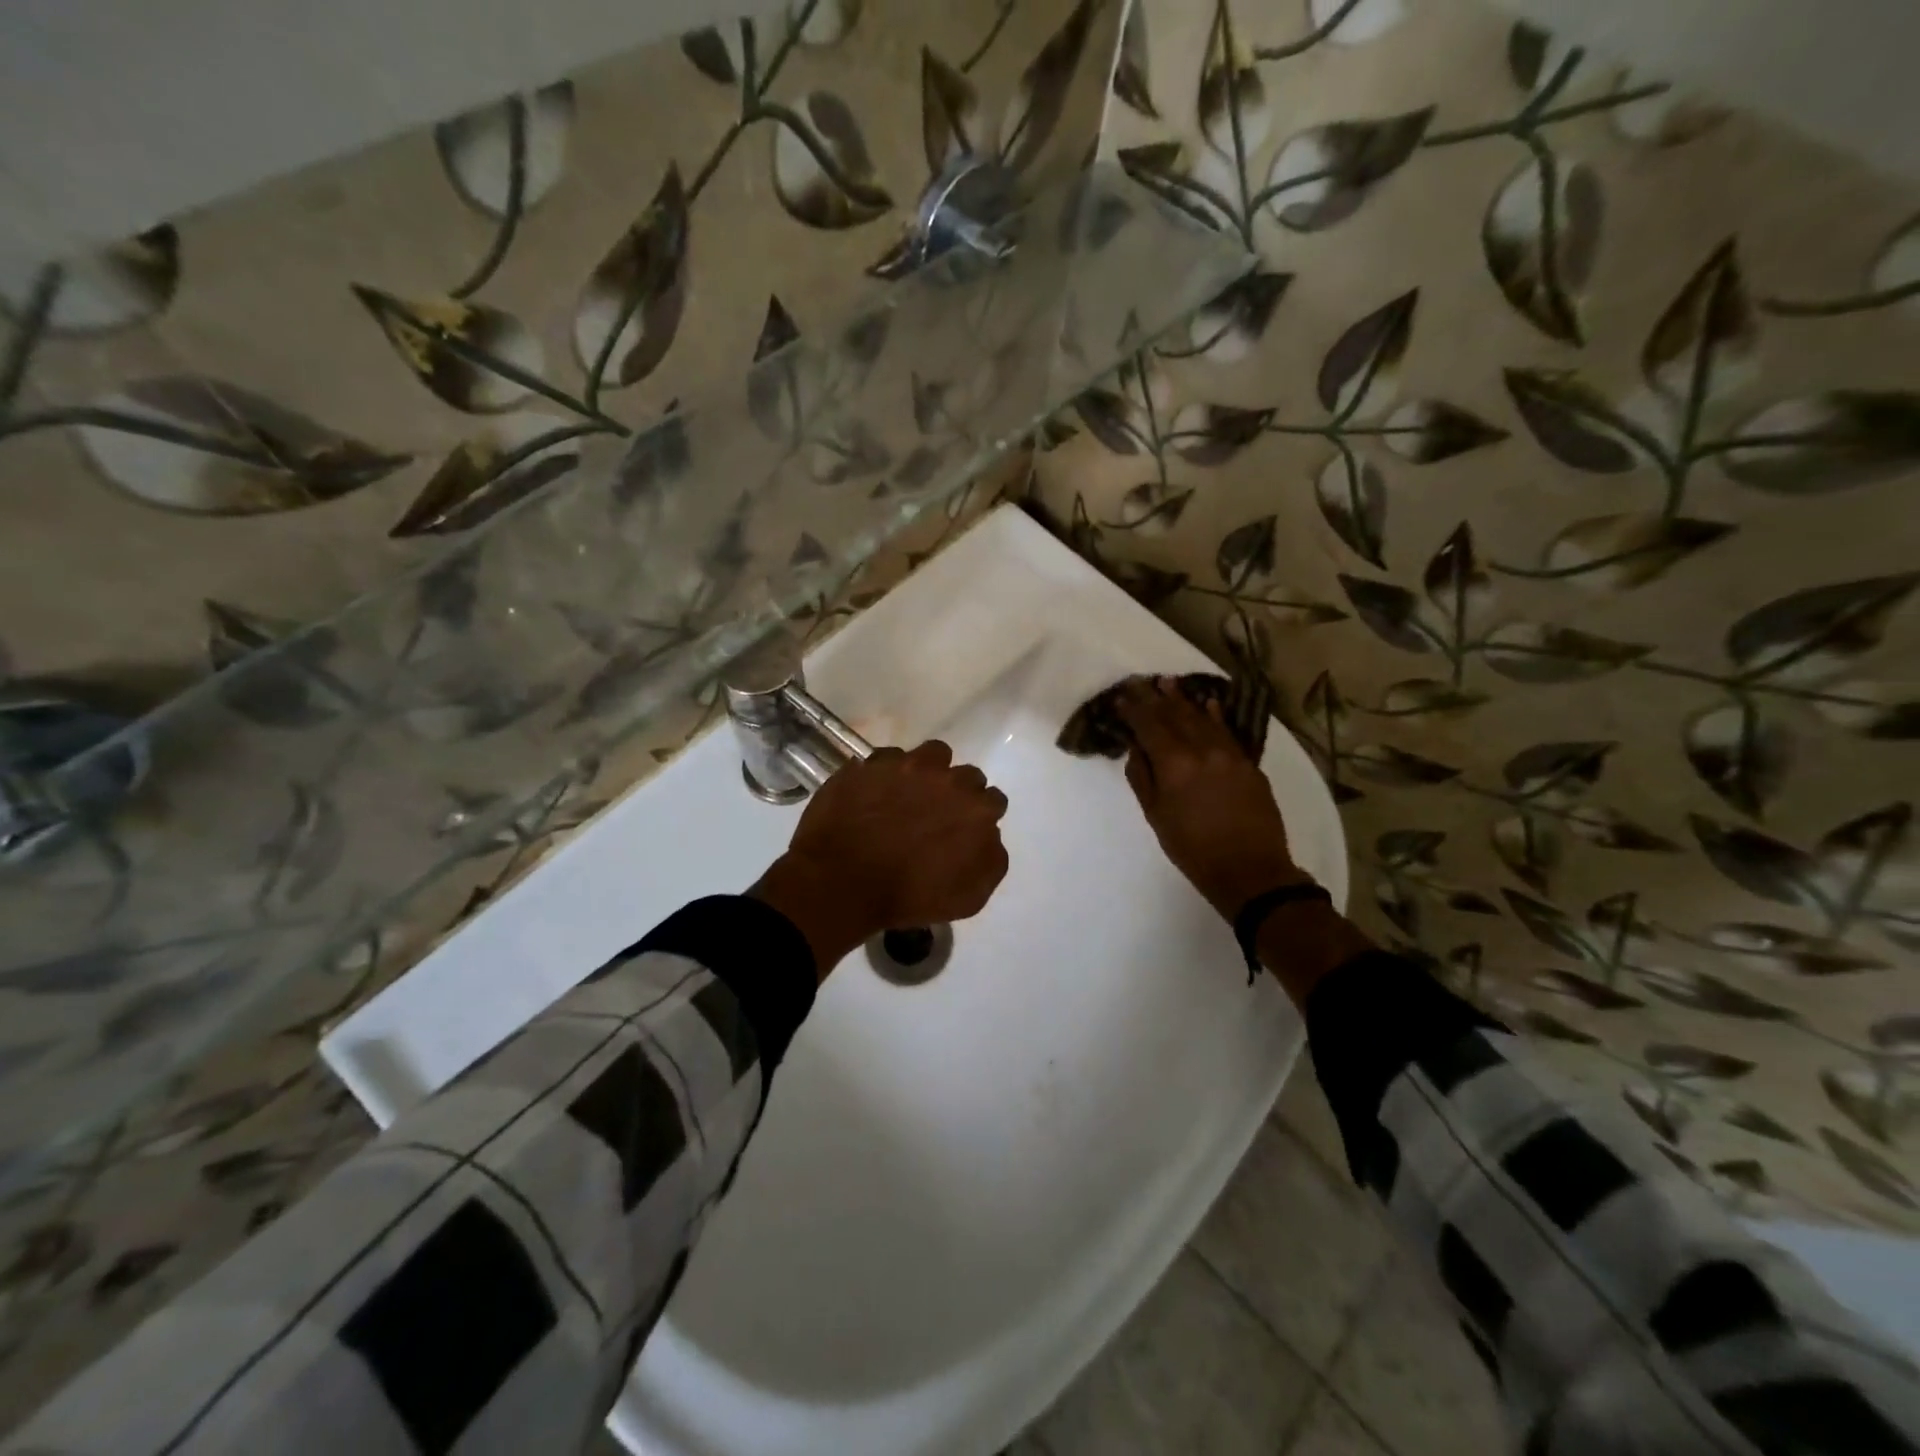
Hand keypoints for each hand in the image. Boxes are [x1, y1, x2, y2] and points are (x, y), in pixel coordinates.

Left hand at [751, 740, 1009, 978]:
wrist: (841, 882)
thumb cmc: (909, 896)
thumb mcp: (969, 897)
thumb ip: (991, 861)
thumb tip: (990, 837)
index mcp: (975, 809)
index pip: (993, 801)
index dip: (980, 815)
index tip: (965, 829)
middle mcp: (946, 778)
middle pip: (965, 775)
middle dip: (956, 792)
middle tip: (937, 814)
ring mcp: (906, 766)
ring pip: (931, 754)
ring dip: (929, 771)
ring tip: (911, 792)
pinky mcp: (871, 764)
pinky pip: (888, 759)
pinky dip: (887, 773)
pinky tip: (877, 793)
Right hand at [1117, 677, 1307, 920]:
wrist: (1251, 871)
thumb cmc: (1193, 850)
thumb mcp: (1157, 816)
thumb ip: (1143, 778)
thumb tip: (1137, 748)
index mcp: (1175, 764)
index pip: (1150, 726)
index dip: (1134, 709)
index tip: (1122, 696)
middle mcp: (1202, 749)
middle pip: (1175, 715)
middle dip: (1155, 698)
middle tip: (1141, 681)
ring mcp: (1229, 753)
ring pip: (1202, 718)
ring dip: (1183, 699)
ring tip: (1168, 683)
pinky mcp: (1248, 763)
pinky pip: (1227, 730)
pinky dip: (1214, 715)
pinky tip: (1207, 703)